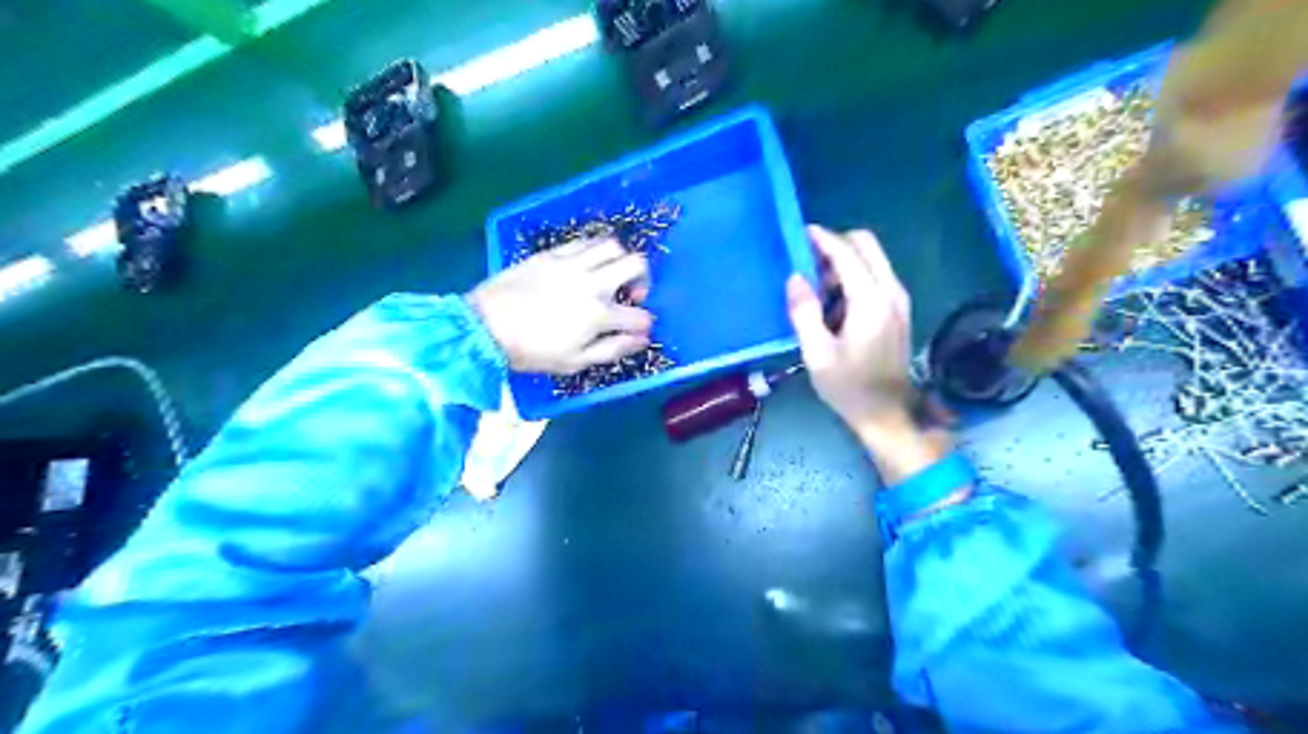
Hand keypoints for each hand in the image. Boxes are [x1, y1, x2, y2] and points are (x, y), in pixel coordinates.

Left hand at [469, 239, 653, 375]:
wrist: (484, 328)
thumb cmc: (531, 352)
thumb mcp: (574, 362)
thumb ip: (612, 349)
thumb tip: (642, 339)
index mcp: (598, 315)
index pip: (640, 316)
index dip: (644, 324)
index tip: (637, 328)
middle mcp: (591, 283)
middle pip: (636, 264)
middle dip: (643, 279)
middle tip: (630, 293)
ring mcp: (571, 264)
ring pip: (612, 245)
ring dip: (620, 259)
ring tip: (609, 273)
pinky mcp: (551, 254)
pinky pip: (583, 241)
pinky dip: (594, 250)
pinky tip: (586, 264)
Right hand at [785, 227, 951, 483]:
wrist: (887, 414)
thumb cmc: (849, 388)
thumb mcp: (817, 354)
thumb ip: (805, 312)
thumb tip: (796, 278)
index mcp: (871, 302)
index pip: (847, 254)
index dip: (821, 239)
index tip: (798, 233)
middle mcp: (891, 292)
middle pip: (866, 245)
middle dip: (835, 246)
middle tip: (807, 264)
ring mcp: (899, 300)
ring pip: (872, 259)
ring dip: (843, 264)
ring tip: (816, 291)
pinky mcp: (898, 310)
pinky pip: (875, 277)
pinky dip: (853, 278)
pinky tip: (834, 306)